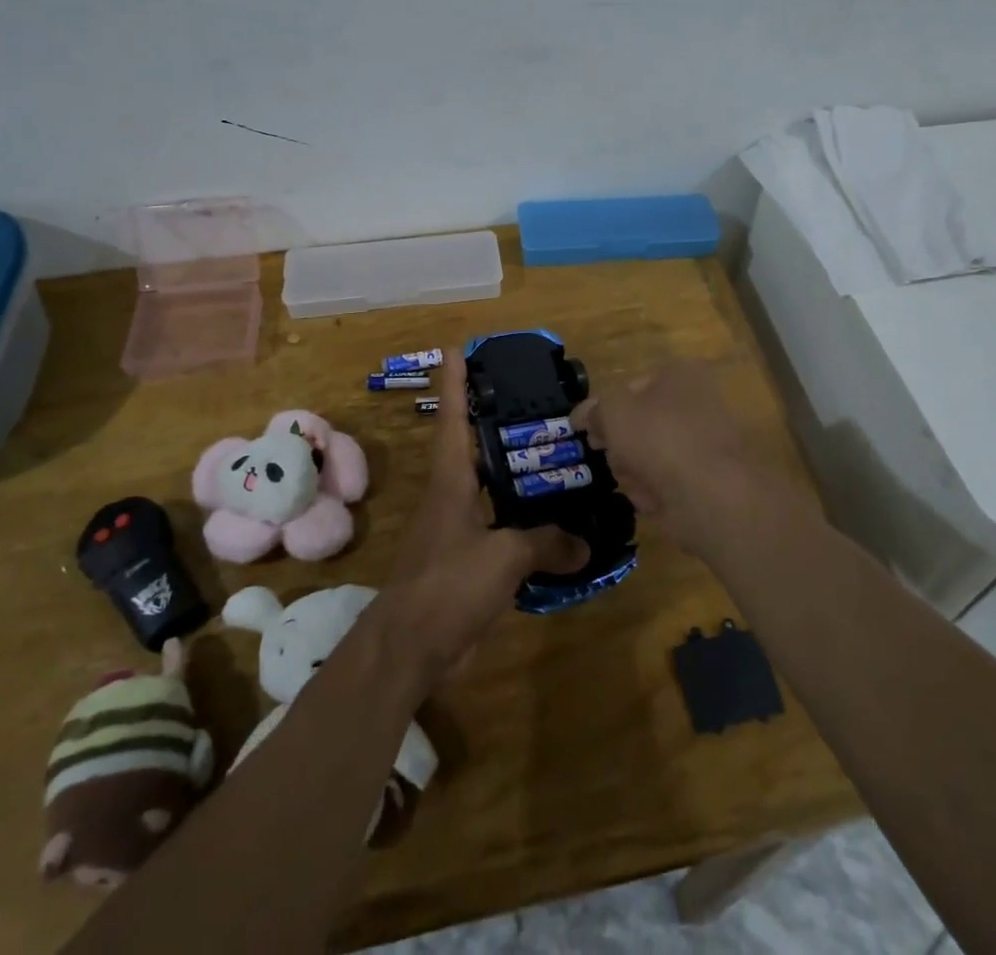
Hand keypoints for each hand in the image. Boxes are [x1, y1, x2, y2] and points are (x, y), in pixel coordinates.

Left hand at [381, 350, 584, 683]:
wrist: (410, 647)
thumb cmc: (448, 584)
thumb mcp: (503, 557)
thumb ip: (546, 543)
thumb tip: (586, 542)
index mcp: (452, 480)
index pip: (453, 418)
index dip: (455, 382)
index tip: (457, 349)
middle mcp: (453, 496)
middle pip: (474, 447)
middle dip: (496, 421)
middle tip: (534, 400)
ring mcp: (458, 529)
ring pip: (492, 488)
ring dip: (517, 473)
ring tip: (557, 456)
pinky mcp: (468, 561)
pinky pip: (502, 529)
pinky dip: (526, 523)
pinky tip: (556, 525)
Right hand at [573, 360, 789, 558]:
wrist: (711, 495)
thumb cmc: (659, 438)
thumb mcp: (613, 411)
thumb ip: (594, 409)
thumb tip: (583, 416)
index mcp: (681, 374)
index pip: (631, 387)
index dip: (606, 410)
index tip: (589, 432)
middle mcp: (698, 402)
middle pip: (642, 424)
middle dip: (621, 445)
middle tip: (610, 457)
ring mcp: (706, 443)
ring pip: (652, 455)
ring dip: (635, 471)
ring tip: (634, 482)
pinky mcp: (709, 480)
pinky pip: (669, 483)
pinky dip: (656, 493)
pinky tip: (653, 500)